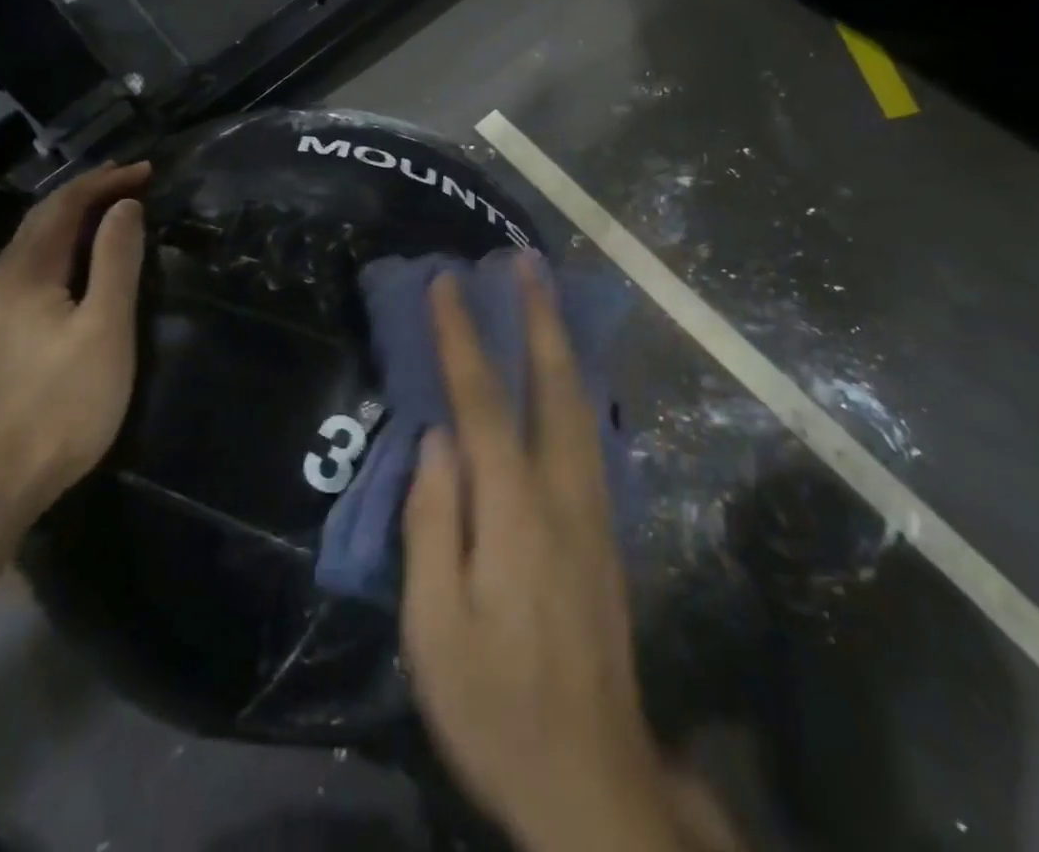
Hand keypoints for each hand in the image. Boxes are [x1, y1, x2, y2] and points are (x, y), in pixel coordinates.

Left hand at [0, 162, 149, 521]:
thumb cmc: (61, 403)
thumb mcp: (105, 328)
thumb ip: (116, 261)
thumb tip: (124, 207)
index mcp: (25, 274)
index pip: (64, 206)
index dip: (105, 182)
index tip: (147, 171)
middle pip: (41, 221)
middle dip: (86, 194)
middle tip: (130, 184)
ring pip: (31, 249)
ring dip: (71, 223)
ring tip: (109, 218)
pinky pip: (28, 275)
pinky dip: (59, 253)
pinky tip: (74, 273)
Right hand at [400, 260, 682, 851]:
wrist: (591, 777)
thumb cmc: (495, 704)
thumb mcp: (435, 627)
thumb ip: (432, 523)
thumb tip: (435, 441)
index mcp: (516, 511)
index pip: (484, 401)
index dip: (463, 337)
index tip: (447, 283)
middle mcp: (564, 492)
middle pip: (554, 384)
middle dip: (538, 316)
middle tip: (526, 262)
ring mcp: (594, 508)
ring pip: (582, 403)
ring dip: (562, 341)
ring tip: (546, 295)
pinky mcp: (606, 529)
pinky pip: (589, 432)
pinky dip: (575, 384)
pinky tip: (566, 372)